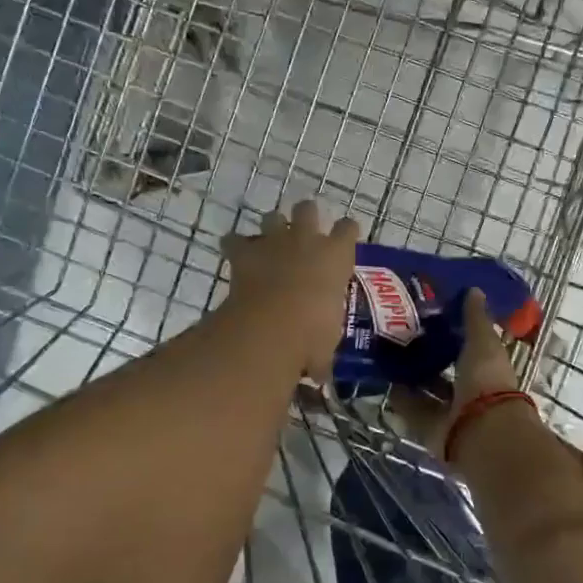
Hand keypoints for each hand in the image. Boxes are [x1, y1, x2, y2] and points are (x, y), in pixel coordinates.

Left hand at [223, 200, 358, 379]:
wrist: (272, 325)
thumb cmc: (313, 333)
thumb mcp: (326, 345)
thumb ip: (323, 353)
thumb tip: (320, 373)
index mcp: (337, 255)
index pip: (348, 228)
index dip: (345, 232)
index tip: (343, 239)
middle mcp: (308, 239)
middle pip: (308, 209)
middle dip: (306, 216)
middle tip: (303, 233)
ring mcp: (274, 242)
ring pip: (273, 216)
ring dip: (271, 226)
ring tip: (270, 243)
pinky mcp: (244, 253)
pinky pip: (235, 240)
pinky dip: (235, 247)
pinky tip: (235, 256)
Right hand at [390, 289, 522, 455]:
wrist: (481, 432)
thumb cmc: (486, 380)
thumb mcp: (482, 342)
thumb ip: (475, 318)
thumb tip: (474, 290)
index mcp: (488, 368)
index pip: (470, 347)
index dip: (453, 332)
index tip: (431, 315)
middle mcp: (470, 391)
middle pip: (446, 370)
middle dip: (428, 355)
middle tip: (401, 334)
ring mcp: (451, 413)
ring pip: (427, 391)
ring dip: (411, 377)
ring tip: (386, 355)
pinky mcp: (432, 430)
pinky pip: (413, 410)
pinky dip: (400, 398)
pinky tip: (383, 381)